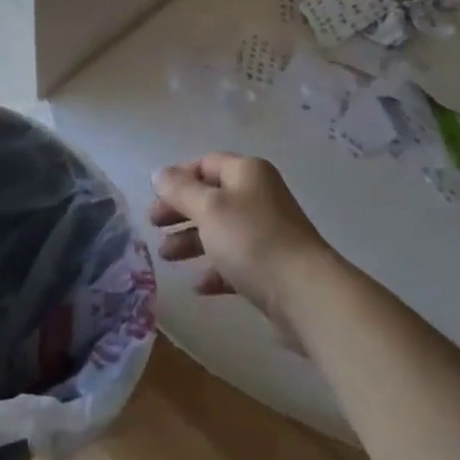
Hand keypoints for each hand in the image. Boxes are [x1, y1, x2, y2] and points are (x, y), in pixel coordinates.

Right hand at [149, 155, 334, 347]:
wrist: (306, 295)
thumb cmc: (252, 240)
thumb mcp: (209, 209)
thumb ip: (180, 190)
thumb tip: (158, 172)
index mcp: (247, 172)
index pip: (206, 163)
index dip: (178, 177)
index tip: (154, 197)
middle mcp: (258, 196)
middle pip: (211, 197)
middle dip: (180, 211)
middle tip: (153, 227)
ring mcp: (267, 232)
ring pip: (220, 230)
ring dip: (191, 241)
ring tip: (166, 257)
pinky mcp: (271, 267)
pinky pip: (234, 261)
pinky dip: (214, 270)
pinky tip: (198, 286)